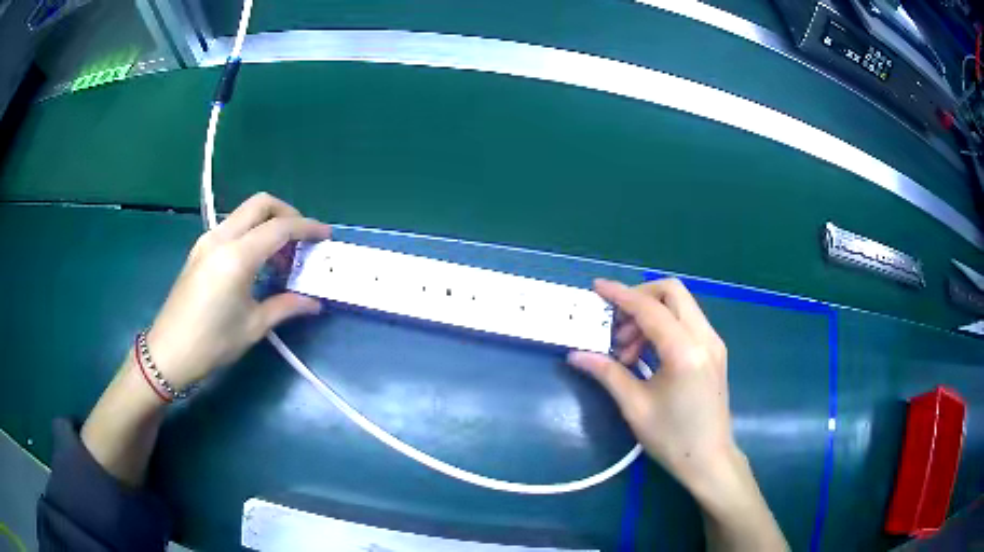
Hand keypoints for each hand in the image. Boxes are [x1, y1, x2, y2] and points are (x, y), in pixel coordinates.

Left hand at [147, 193, 330, 390]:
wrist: (168, 352)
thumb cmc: (213, 343)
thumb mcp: (254, 326)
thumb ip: (286, 306)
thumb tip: (314, 303)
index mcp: (237, 256)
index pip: (280, 227)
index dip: (307, 228)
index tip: (325, 236)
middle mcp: (221, 238)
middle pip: (261, 204)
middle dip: (287, 213)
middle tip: (302, 239)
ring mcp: (207, 241)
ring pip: (244, 213)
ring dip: (268, 224)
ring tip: (280, 258)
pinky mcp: (199, 250)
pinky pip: (232, 228)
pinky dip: (251, 234)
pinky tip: (256, 263)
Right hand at [568, 278, 732, 485]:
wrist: (710, 460)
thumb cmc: (672, 439)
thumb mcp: (635, 407)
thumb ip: (607, 373)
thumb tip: (576, 355)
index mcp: (685, 351)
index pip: (650, 308)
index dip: (620, 295)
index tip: (597, 288)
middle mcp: (705, 337)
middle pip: (671, 292)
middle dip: (639, 298)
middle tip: (615, 325)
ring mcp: (713, 342)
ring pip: (680, 305)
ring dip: (650, 315)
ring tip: (626, 351)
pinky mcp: (714, 351)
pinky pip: (687, 322)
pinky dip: (664, 326)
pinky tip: (646, 354)